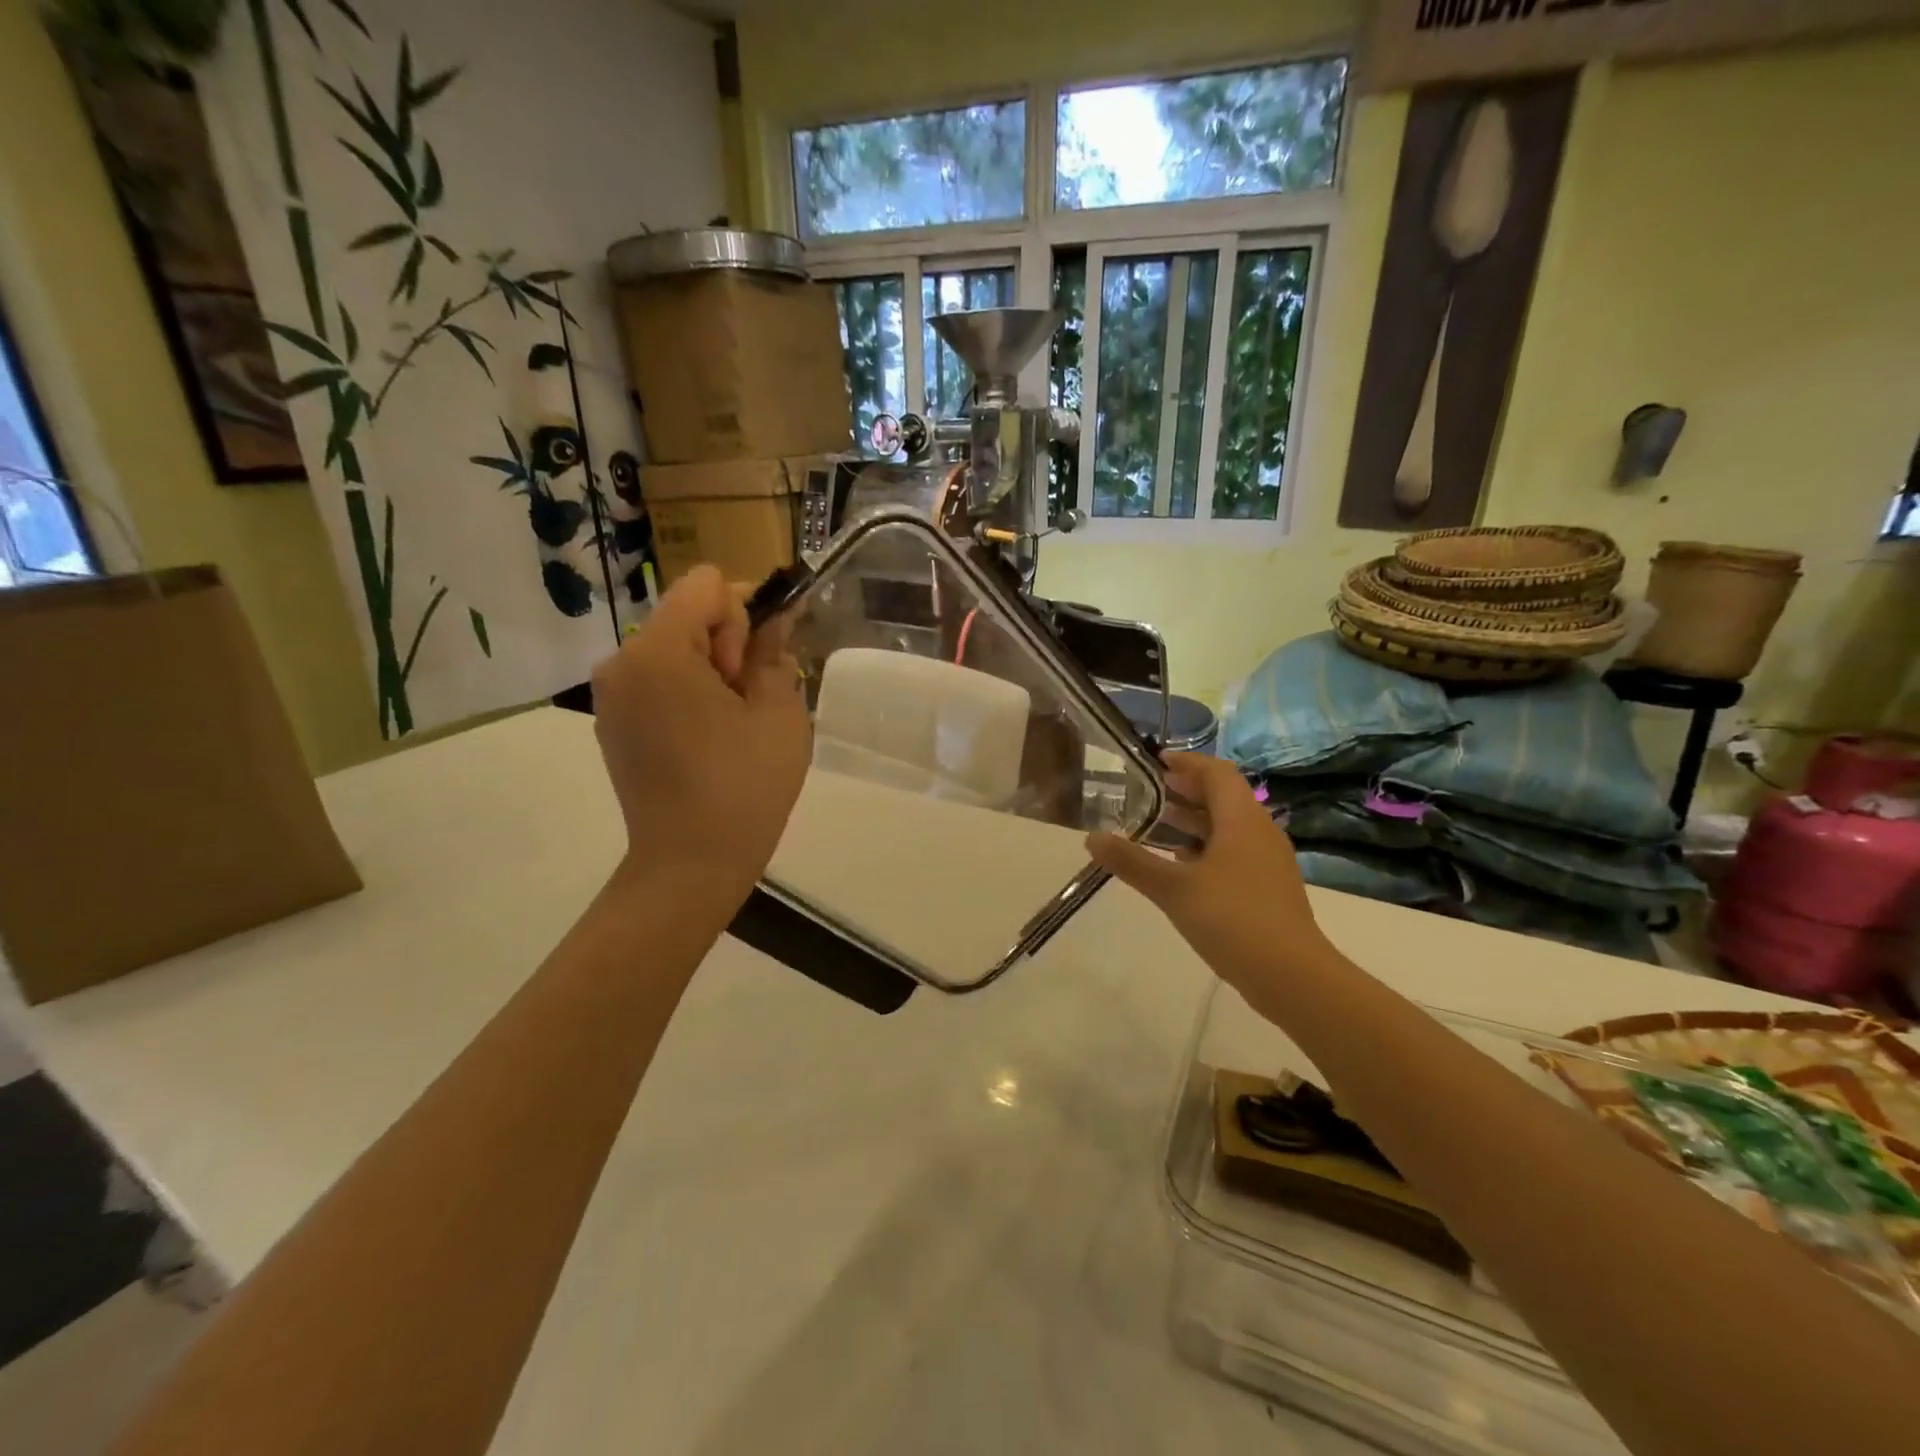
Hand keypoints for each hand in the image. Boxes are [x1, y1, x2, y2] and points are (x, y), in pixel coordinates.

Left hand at [591, 567, 810, 897]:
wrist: (689, 866)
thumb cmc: (743, 787)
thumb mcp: (780, 713)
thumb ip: (775, 652)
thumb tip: (775, 618)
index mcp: (658, 651)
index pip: (708, 585)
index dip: (745, 614)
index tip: (755, 667)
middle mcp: (622, 661)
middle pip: (688, 613)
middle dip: (728, 643)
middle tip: (749, 702)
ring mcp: (612, 695)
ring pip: (675, 647)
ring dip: (711, 670)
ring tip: (733, 725)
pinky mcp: (614, 722)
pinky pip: (658, 680)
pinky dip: (688, 692)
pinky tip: (709, 739)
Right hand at [1086, 754, 1333, 1006]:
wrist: (1291, 976)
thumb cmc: (1232, 919)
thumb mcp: (1173, 888)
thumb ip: (1132, 861)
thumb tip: (1091, 838)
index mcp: (1241, 819)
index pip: (1216, 772)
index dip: (1186, 762)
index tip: (1154, 761)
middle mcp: (1259, 832)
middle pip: (1223, 797)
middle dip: (1186, 790)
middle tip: (1147, 792)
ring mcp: (1267, 861)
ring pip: (1227, 826)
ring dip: (1194, 821)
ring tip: (1156, 825)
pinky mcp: (1268, 887)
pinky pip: (1233, 852)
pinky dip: (1205, 847)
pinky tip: (1180, 866)